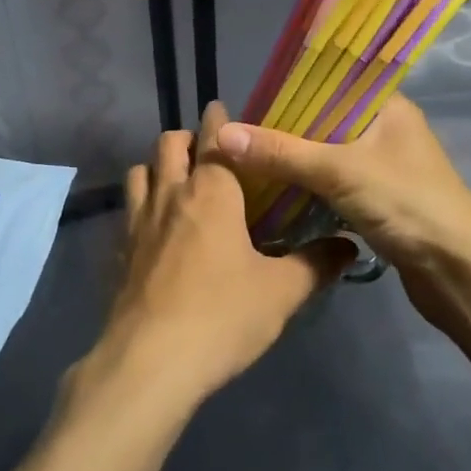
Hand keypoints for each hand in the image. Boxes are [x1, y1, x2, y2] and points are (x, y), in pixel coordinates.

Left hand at [78, 102, 351, 412]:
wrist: (151, 362)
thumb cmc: (222, 315)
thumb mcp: (281, 293)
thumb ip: (316, 265)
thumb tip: (350, 246)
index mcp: (212, 192)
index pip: (214, 136)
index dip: (218, 118)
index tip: (223, 109)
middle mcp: (171, 194)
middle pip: (168, 144)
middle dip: (186, 138)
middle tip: (208, 152)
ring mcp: (138, 222)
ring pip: (140, 172)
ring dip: (157, 167)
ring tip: (177, 183)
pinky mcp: (120, 252)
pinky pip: (127, 211)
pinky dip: (140, 206)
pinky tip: (155, 231)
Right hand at [215, 95, 470, 285]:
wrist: (461, 274)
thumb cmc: (407, 205)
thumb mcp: (339, 171)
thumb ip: (282, 152)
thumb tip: (223, 136)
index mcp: (387, 106)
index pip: (333, 81)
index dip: (293, 87)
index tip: (252, 98)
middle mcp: (387, 129)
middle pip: (326, 119)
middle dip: (286, 128)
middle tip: (241, 134)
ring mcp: (385, 166)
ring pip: (329, 153)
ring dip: (297, 159)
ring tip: (250, 159)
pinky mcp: (381, 200)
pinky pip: (335, 183)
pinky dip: (309, 186)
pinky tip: (276, 191)